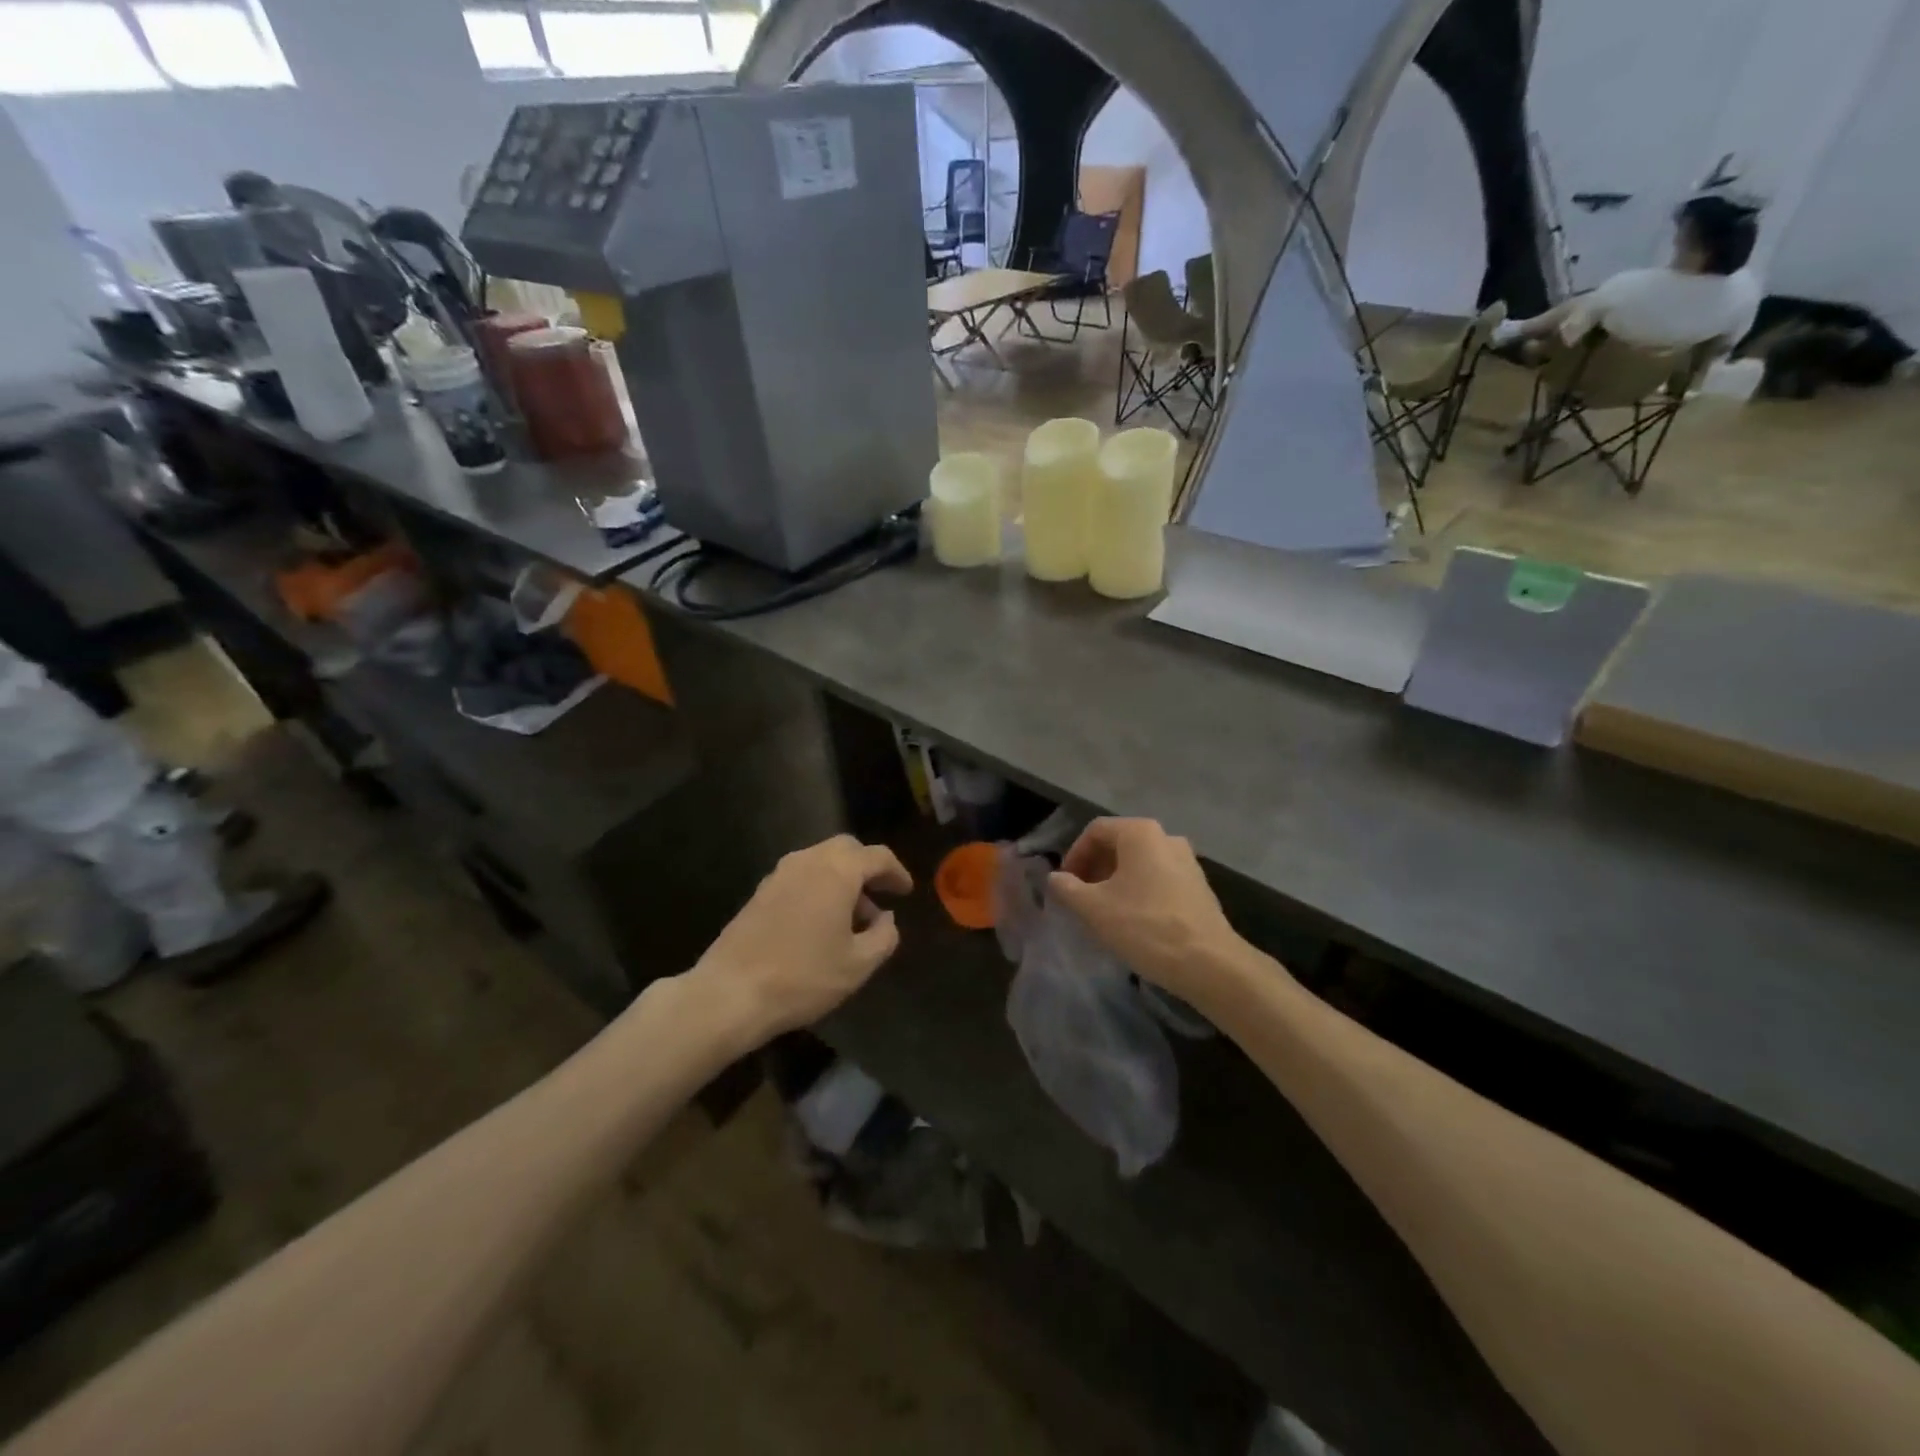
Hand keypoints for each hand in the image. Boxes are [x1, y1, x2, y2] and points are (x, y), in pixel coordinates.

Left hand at [688, 835, 912, 1043]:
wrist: (730, 993)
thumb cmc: (803, 977)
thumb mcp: (858, 964)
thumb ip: (884, 936)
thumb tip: (887, 919)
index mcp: (837, 871)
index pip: (876, 856)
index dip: (896, 871)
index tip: (906, 891)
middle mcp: (807, 861)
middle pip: (846, 849)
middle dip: (867, 868)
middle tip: (881, 895)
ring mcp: (779, 874)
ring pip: (821, 862)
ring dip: (842, 880)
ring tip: (854, 919)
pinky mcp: (760, 893)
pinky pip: (800, 877)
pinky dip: (819, 888)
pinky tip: (821, 924)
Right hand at [1049, 818, 1238, 1002]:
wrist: (1209, 963)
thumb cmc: (1145, 926)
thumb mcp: (1093, 908)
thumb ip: (1067, 888)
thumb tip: (1055, 878)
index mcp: (1140, 833)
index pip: (1095, 831)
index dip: (1074, 855)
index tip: (1064, 884)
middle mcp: (1166, 838)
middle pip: (1119, 844)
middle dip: (1094, 868)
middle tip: (1080, 897)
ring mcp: (1187, 862)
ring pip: (1139, 863)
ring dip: (1115, 881)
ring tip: (1103, 911)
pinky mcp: (1199, 887)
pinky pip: (1158, 880)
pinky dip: (1138, 891)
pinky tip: (1132, 920)